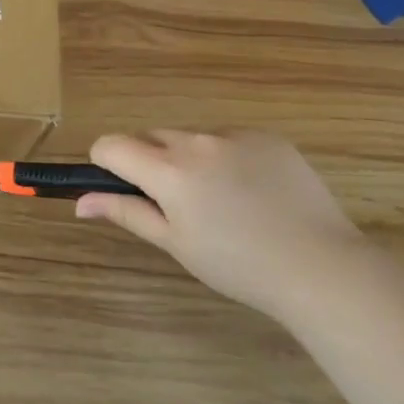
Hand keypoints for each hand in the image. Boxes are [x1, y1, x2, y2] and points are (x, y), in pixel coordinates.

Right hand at [77, 129, 367, 318]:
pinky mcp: (268, 137)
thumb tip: (80, 201)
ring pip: (191, 138)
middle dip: (150, 162)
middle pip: (151, 138)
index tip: (121, 188)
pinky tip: (253, 193)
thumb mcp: (175, 243)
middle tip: (175, 204)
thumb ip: (126, 212)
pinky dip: (227, 157)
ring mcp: (235, 135)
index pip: (112, 145)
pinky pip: (230, 139)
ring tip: (221, 202)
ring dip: (189, 159)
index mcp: (168, 170)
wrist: (323, 267)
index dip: (106, 163)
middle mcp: (196, 141)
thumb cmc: (239, 265)